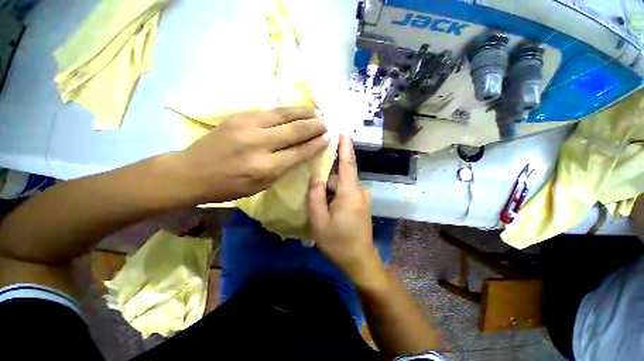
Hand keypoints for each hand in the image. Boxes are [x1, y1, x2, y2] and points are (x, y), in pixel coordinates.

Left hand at [178, 107, 328, 202]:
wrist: (192, 171)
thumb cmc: (229, 186)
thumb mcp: (261, 185)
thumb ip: (283, 168)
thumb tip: (302, 152)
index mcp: (265, 168)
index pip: (299, 152)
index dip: (316, 144)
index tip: (329, 138)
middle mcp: (259, 144)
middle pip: (295, 130)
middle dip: (315, 126)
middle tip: (327, 123)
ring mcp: (247, 126)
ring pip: (284, 114)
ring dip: (304, 112)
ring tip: (318, 111)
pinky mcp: (239, 116)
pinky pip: (271, 111)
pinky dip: (288, 110)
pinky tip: (297, 110)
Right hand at [307, 134, 383, 284]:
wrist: (359, 261)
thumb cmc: (338, 243)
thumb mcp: (319, 221)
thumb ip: (315, 196)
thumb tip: (316, 178)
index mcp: (350, 194)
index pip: (348, 164)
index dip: (345, 147)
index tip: (343, 131)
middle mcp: (360, 192)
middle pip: (340, 178)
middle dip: (326, 183)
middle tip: (315, 199)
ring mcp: (362, 198)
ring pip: (342, 186)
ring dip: (330, 192)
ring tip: (322, 209)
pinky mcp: (361, 204)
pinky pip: (346, 193)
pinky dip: (335, 196)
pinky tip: (329, 211)